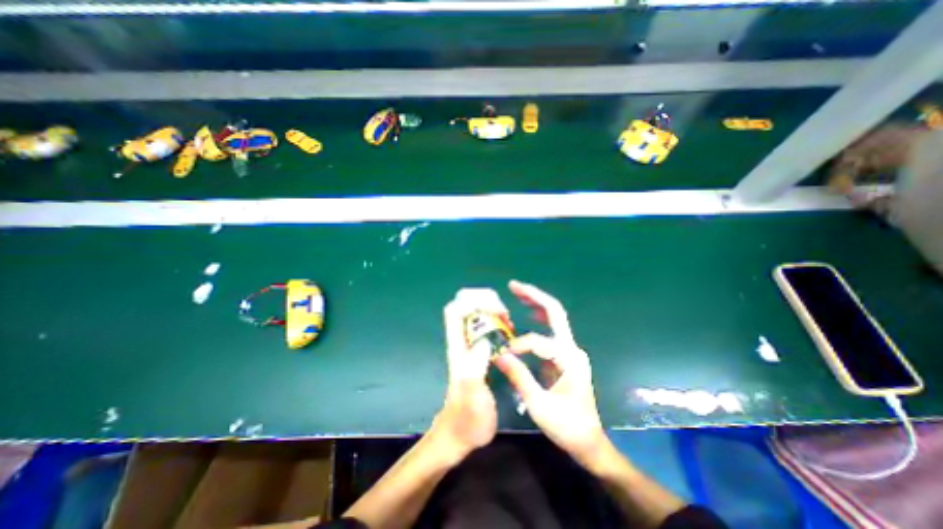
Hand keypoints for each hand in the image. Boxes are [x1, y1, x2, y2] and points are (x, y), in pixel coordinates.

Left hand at [430, 294, 500, 461]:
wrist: (461, 434)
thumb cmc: (467, 419)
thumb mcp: (473, 396)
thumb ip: (475, 369)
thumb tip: (485, 341)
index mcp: (457, 347)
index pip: (455, 310)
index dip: (473, 301)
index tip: (497, 310)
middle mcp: (461, 342)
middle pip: (464, 305)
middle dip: (484, 301)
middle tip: (504, 314)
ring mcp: (469, 346)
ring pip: (475, 313)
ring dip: (491, 309)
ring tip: (509, 321)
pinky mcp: (478, 353)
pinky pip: (485, 326)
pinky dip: (496, 320)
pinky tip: (509, 331)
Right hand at [493, 278, 610, 468]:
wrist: (588, 441)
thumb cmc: (567, 426)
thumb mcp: (539, 405)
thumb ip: (519, 377)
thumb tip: (499, 355)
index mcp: (569, 359)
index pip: (539, 342)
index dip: (518, 345)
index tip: (502, 356)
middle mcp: (572, 348)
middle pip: (555, 313)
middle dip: (534, 296)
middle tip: (513, 285)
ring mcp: (570, 350)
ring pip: (554, 317)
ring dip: (536, 303)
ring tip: (517, 292)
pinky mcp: (565, 355)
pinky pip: (551, 330)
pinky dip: (538, 317)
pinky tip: (528, 313)